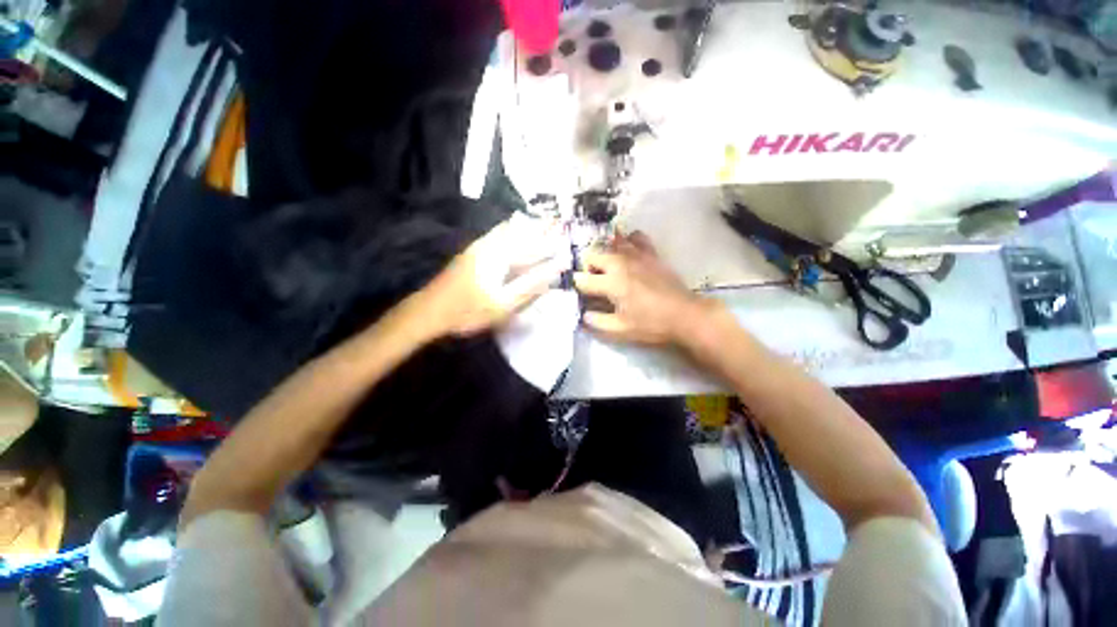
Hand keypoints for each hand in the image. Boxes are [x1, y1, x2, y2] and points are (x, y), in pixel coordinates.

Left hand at [420, 214, 569, 336]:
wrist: (429, 311)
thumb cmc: (468, 310)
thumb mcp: (503, 304)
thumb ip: (530, 286)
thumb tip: (554, 271)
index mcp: (499, 256)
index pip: (532, 248)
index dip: (550, 247)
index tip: (566, 242)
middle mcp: (490, 245)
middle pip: (520, 233)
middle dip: (539, 229)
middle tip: (557, 223)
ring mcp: (479, 248)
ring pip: (507, 232)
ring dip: (525, 228)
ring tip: (541, 222)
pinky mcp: (472, 254)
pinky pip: (497, 236)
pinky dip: (510, 232)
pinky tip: (512, 231)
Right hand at [574, 231, 709, 345]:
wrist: (685, 315)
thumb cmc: (651, 324)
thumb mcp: (621, 329)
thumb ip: (597, 322)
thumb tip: (584, 315)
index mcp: (611, 283)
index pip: (583, 280)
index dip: (578, 288)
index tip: (583, 295)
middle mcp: (620, 263)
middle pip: (592, 255)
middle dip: (588, 268)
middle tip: (596, 283)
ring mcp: (636, 255)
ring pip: (611, 243)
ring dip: (605, 255)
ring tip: (610, 268)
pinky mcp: (651, 253)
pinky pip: (636, 237)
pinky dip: (628, 241)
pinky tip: (629, 253)